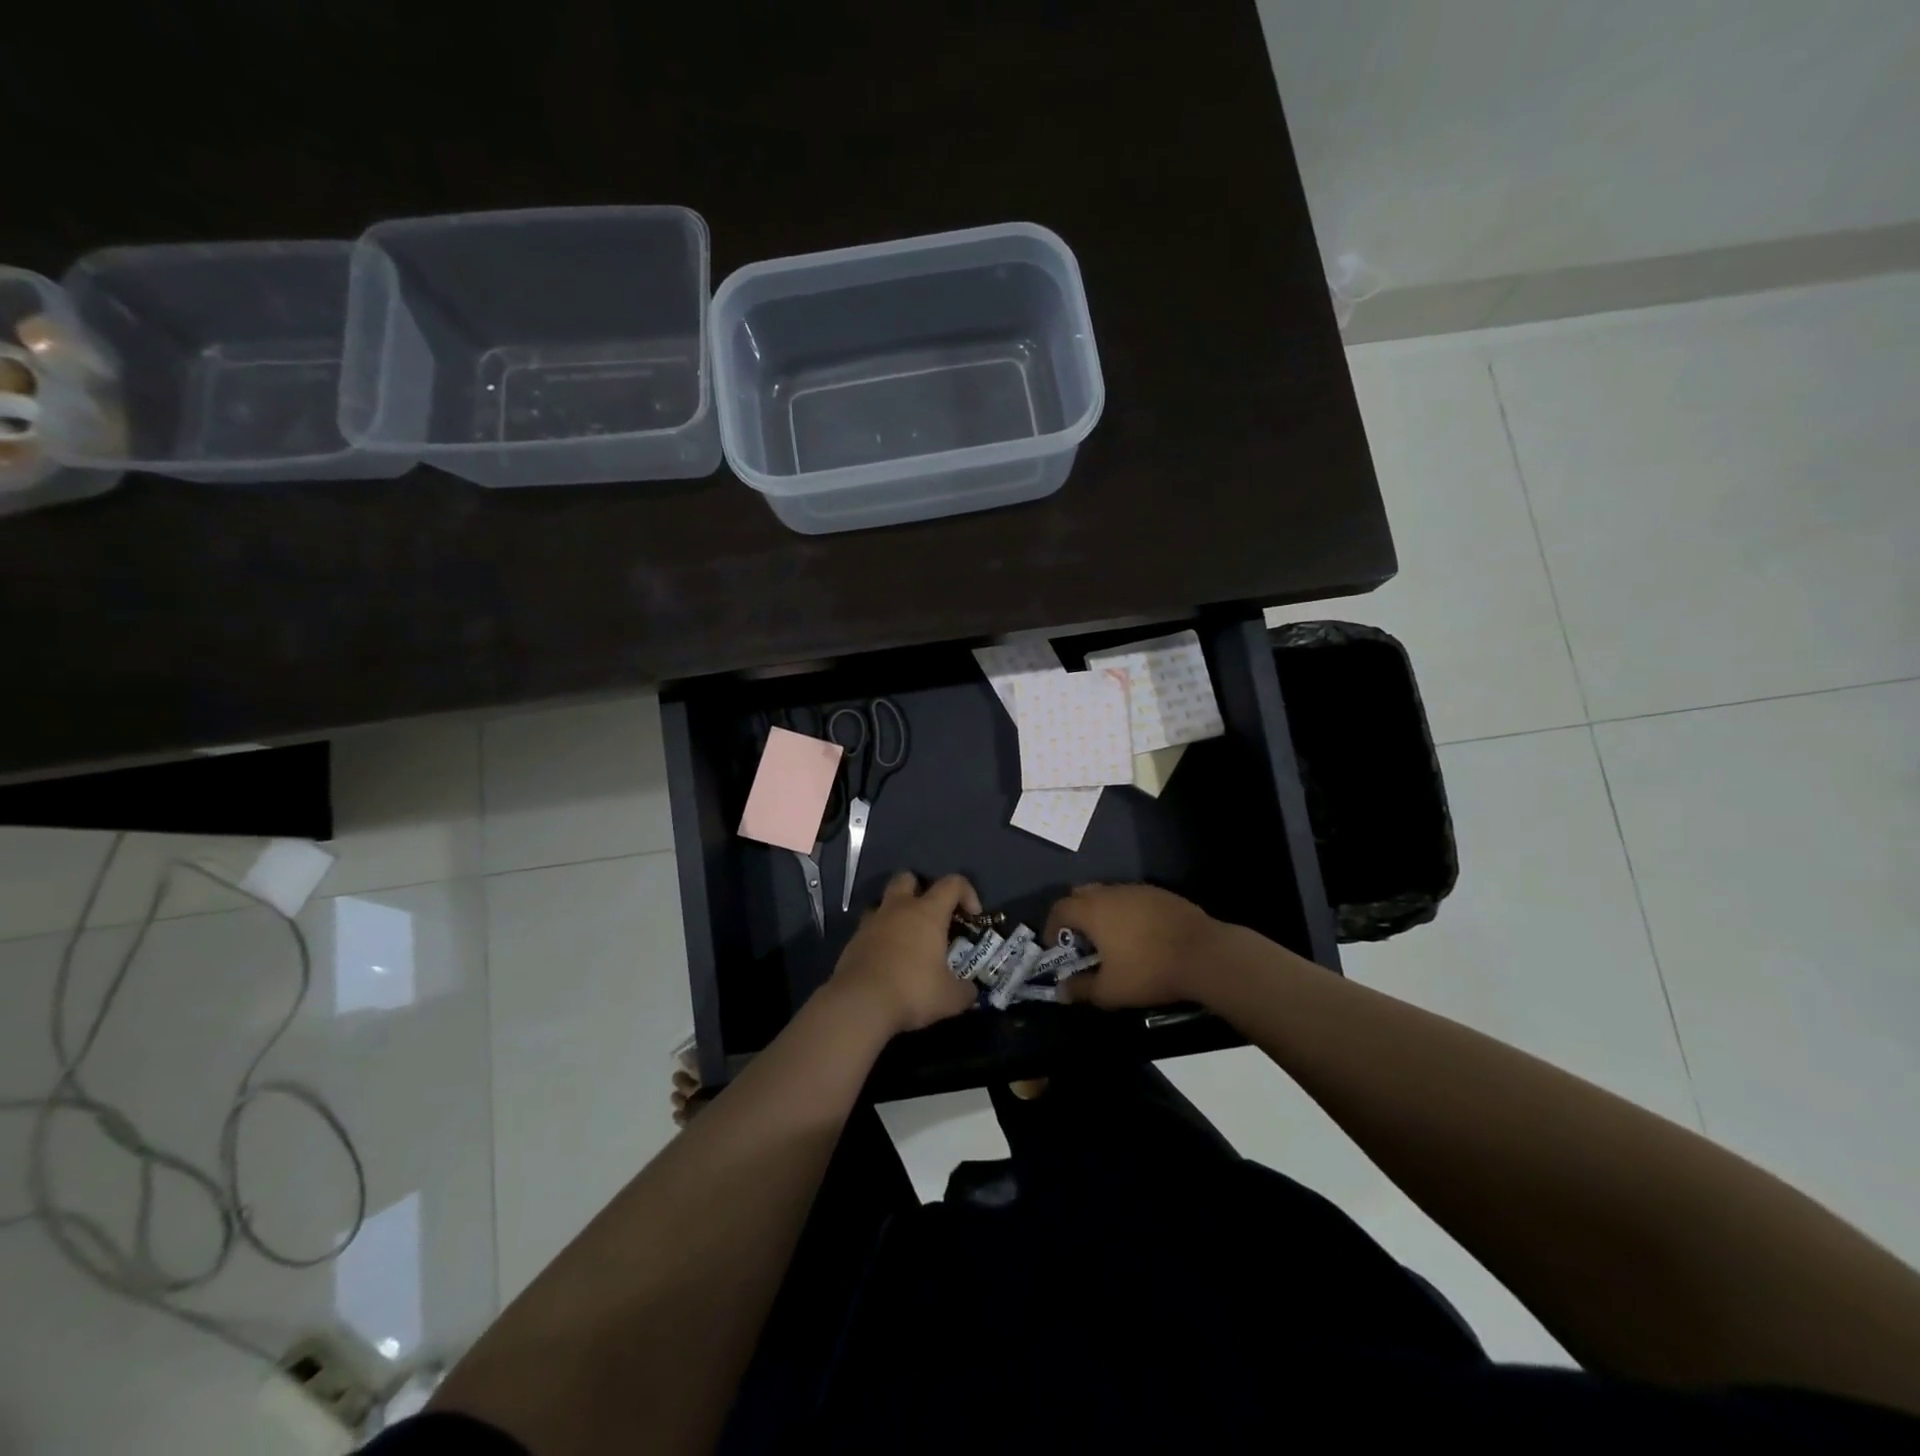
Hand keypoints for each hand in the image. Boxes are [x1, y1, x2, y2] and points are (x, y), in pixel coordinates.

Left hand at [828, 872, 981, 1035]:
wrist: (859, 1003)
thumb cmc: (912, 991)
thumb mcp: (950, 998)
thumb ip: (965, 991)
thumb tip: (970, 991)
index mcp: (927, 913)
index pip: (952, 883)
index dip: (967, 893)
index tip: (972, 916)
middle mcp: (898, 909)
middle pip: (908, 878)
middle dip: (921, 889)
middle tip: (930, 916)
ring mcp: (871, 923)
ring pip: (883, 902)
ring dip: (896, 913)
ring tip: (906, 939)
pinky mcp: (853, 941)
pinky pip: (869, 928)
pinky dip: (880, 937)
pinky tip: (887, 960)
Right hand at [1044, 883, 1222, 1008]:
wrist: (1204, 954)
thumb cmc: (1149, 970)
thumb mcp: (1110, 990)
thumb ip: (1081, 989)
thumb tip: (1061, 991)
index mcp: (1092, 910)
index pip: (1059, 909)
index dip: (1052, 928)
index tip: (1056, 948)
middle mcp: (1110, 892)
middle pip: (1081, 895)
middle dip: (1075, 916)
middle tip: (1081, 942)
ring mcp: (1137, 889)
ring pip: (1108, 895)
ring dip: (1102, 913)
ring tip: (1111, 941)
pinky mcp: (1160, 894)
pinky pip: (1132, 899)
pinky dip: (1126, 913)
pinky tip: (1140, 936)